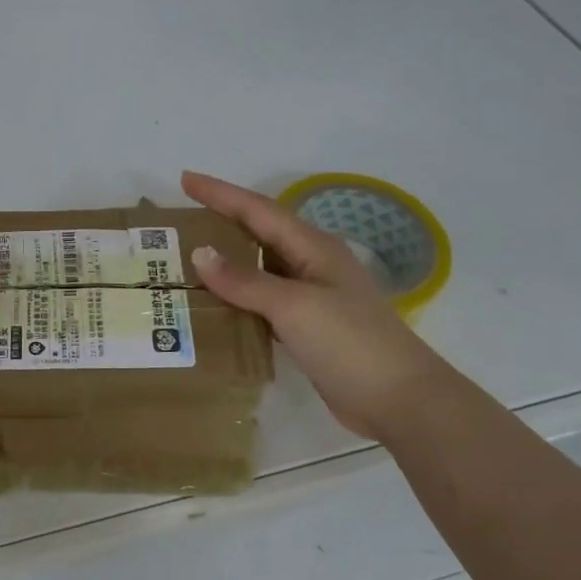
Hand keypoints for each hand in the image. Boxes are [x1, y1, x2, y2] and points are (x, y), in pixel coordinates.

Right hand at [182, 171, 447, 438]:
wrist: (399, 400)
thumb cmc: (349, 342)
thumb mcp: (294, 305)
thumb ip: (245, 280)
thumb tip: (200, 253)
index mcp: (313, 247)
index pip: (257, 209)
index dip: (220, 193)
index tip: (185, 178)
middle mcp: (311, 264)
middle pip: (259, 233)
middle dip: (221, 221)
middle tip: (180, 219)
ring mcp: (312, 297)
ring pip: (259, 267)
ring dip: (226, 261)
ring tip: (187, 258)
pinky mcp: (307, 328)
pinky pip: (262, 301)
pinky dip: (237, 297)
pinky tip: (214, 304)